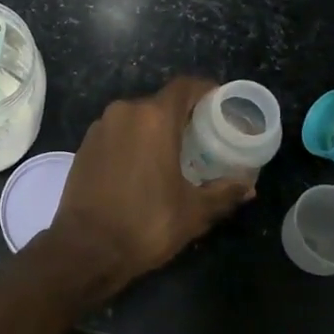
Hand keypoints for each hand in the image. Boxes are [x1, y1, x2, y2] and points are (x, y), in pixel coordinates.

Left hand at [45, 77, 253, 299]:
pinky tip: (143, 166)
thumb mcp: (193, 212)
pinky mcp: (85, 144)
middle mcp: (125, 112)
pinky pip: (117, 132)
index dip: (204, 90)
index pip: (184, 87)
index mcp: (154, 118)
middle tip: (202, 137)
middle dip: (182, 116)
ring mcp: (101, 127)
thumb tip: (248, 186)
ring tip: (174, 154)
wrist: (86, 247)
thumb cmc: (146, 223)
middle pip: (160, 102)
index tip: (220, 104)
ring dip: (155, 129)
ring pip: (136, 117)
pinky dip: (133, 140)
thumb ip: (223, 193)